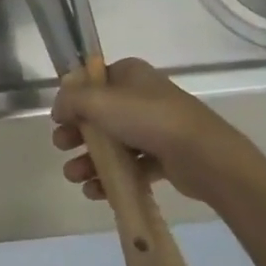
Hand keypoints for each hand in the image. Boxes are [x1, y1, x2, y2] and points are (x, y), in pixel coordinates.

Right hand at [51, 57, 265, 205]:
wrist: (205, 157)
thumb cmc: (148, 119)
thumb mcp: (98, 101)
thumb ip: (70, 100)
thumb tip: (59, 109)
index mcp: (131, 74)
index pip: (93, 81)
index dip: (73, 99)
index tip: (59, 118)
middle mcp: (143, 96)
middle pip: (99, 115)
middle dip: (77, 134)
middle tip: (62, 147)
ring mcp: (156, 127)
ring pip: (114, 143)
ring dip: (90, 160)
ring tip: (75, 177)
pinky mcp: (166, 156)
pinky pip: (132, 166)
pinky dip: (113, 178)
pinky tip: (95, 191)